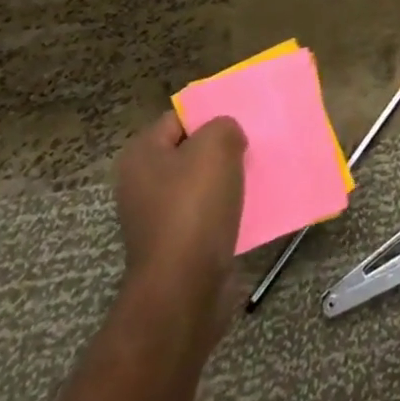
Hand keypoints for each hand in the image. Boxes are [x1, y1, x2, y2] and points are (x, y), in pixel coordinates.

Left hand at [115, 111, 247, 347]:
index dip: (211, 114)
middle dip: (223, 147)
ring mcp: (156, 216)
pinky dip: (228, 207)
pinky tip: (251, 205)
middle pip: (191, 150)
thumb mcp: (217, 145)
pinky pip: (207, 212)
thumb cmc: (195, 207)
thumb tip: (227, 138)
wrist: (185, 286)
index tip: (242, 119)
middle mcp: (141, 183)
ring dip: (229, 178)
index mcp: (141, 154)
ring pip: (202, 182)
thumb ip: (224, 126)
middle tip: (254, 144)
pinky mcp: (176, 243)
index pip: (180, 118)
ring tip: (258, 173)